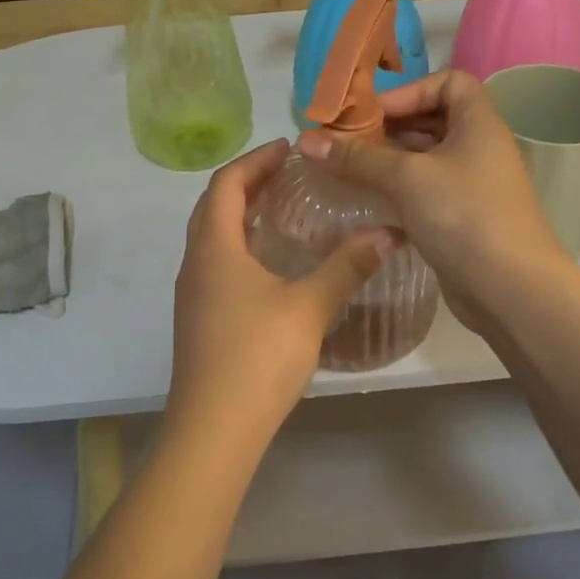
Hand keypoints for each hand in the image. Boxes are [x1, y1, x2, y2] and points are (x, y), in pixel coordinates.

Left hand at [167, 140, 396, 452]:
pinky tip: (270, 262)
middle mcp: (195, 261)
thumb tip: (387, 233)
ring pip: (212, 234)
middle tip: (288, 172)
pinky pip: (215, 260)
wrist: (212, 430)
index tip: (288, 148)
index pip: (226, 183)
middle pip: (214, 204)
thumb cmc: (257, 358)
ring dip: (240, 212)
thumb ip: (346, 267)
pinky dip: (239, 243)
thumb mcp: (309, 308)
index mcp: (214, 247)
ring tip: (282, 208)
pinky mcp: (198, 317)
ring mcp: (192, 292)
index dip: (255, 159)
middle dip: (248, 181)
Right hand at [297, 70, 569, 337]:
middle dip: (387, 127)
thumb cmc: (465, 216)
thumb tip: (306, 140)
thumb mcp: (407, 178)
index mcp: (478, 123)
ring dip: (386, 161)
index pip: (449, 82)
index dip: (410, 90)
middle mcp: (478, 147)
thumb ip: (357, 157)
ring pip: (423, 159)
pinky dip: (396, 190)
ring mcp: (470, 185)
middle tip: (344, 141)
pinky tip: (364, 200)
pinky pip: (423, 191)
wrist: (511, 291)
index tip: (373, 114)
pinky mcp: (460, 218)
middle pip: (430, 120)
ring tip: (345, 168)